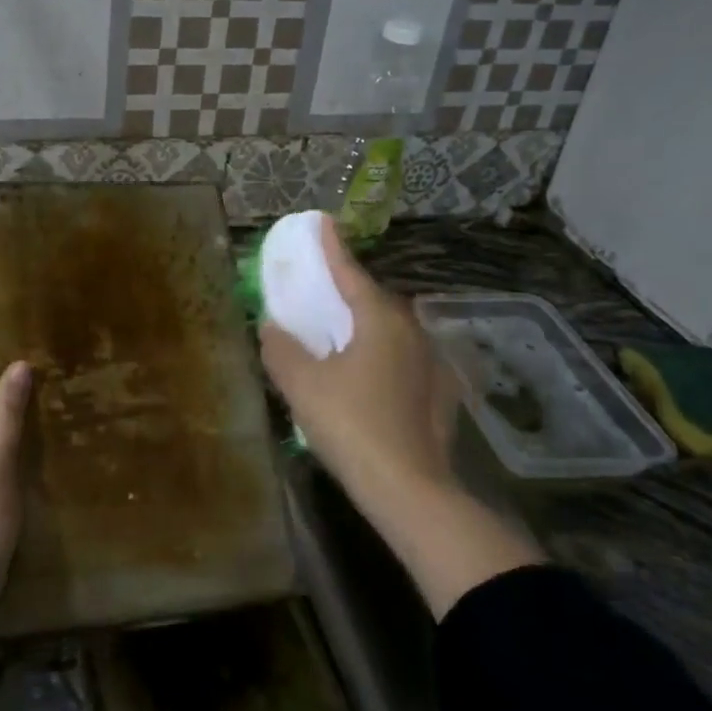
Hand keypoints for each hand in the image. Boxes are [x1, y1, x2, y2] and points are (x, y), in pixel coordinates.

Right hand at [259, 220, 541, 616]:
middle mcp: (411, 331)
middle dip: (347, 290)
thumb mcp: (301, 384)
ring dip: (365, 324)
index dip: (331, 247)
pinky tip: (367, 374)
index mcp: (380, 319)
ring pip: (390, 330)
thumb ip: (281, 348)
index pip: (350, 272)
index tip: (321, 222)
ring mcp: (430, 363)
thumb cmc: (350, 424)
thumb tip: (272, 326)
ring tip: (340, 332)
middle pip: (374, 299)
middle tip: (321, 289)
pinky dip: (380, 354)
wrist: (408, 489)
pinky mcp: (438, 393)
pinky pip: (402, 358)